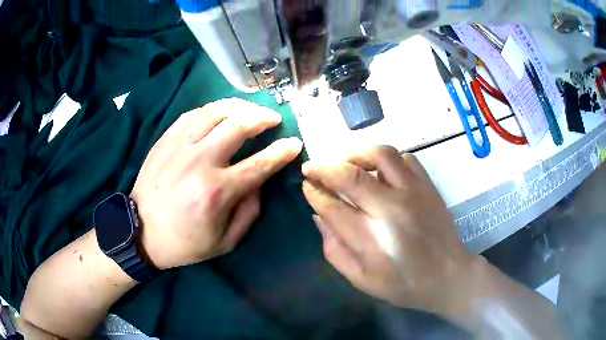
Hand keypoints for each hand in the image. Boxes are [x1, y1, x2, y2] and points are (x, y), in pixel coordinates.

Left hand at [131, 98, 302, 268]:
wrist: (141, 232)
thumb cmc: (185, 242)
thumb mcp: (225, 241)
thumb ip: (250, 211)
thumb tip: (260, 182)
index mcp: (217, 192)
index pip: (260, 164)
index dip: (282, 151)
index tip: (295, 143)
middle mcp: (200, 162)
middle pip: (239, 125)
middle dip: (263, 118)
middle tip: (273, 119)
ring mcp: (180, 146)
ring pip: (216, 111)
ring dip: (240, 107)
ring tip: (250, 110)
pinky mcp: (166, 140)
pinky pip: (193, 113)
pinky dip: (213, 109)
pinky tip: (221, 113)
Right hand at [302, 146, 478, 316]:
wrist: (448, 276)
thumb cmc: (403, 284)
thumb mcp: (361, 280)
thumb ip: (335, 250)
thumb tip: (318, 217)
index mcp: (370, 238)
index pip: (332, 206)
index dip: (314, 192)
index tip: (306, 185)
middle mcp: (390, 208)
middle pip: (350, 175)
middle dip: (323, 167)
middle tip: (311, 167)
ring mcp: (412, 192)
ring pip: (380, 155)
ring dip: (355, 154)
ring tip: (345, 162)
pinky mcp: (427, 185)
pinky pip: (405, 157)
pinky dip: (386, 158)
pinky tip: (379, 170)